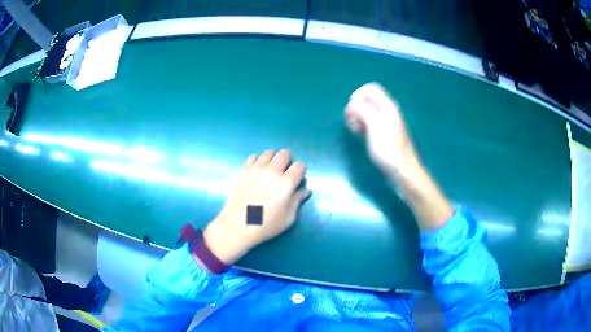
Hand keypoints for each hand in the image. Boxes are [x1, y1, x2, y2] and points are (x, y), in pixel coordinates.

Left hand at [203, 150, 310, 264]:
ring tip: (270, 171)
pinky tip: (257, 172)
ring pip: (269, 152)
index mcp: (286, 183)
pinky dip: (257, 161)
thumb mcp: (288, 218)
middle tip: (284, 173)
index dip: (300, 171)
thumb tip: (305, 190)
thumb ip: (297, 201)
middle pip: (285, 153)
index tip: (297, 179)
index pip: (300, 165)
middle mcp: (272, 171)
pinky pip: (253, 156)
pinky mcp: (244, 170)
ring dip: (273, 159)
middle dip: (288, 161)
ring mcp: (256, 168)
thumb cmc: (266, 225)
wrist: (237, 226)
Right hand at [345, 82, 419, 180]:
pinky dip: (361, 125)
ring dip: (357, 117)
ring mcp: (385, 123)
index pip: (370, 89)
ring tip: (355, 130)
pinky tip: (359, 135)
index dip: (358, 96)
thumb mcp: (375, 127)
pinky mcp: (382, 133)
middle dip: (356, 107)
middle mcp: (387, 112)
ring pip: (366, 111)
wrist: (402, 172)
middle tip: (352, 122)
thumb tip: (354, 101)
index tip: (352, 110)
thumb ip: (364, 110)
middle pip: (367, 99)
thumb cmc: (389, 151)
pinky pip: (368, 122)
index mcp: (388, 107)